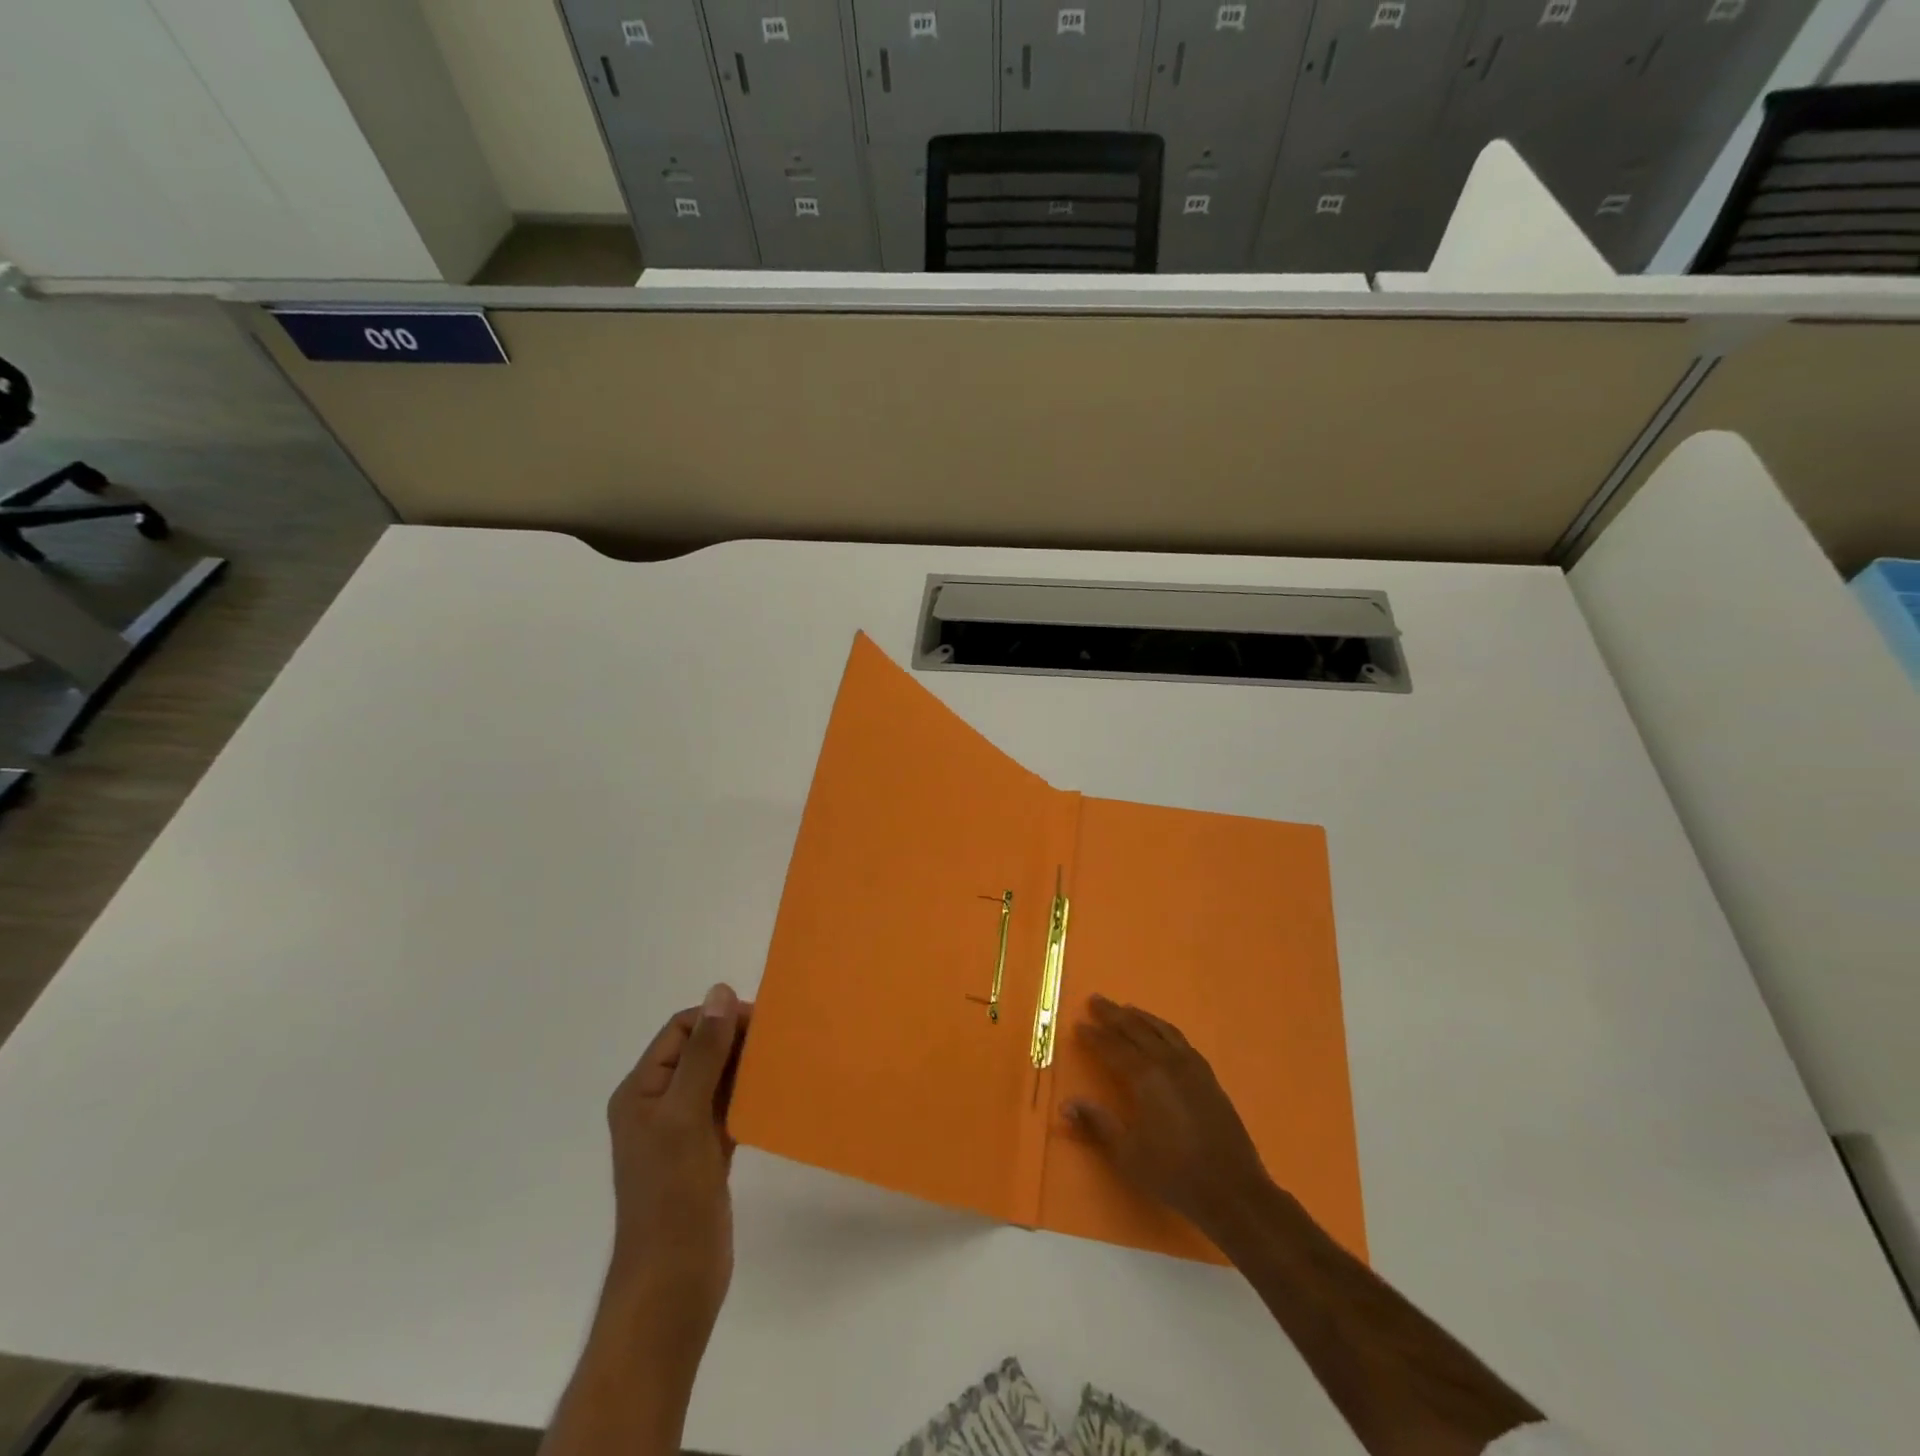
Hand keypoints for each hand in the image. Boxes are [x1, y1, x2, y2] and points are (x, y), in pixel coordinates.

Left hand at [603, 983, 750, 1350]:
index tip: (761, 1023)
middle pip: (700, 1052)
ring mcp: (682, 1132)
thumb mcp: (686, 1116)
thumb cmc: (672, 1197)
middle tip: (780, 1041)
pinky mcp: (704, 1154)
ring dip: (746, 1067)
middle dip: (735, 1040)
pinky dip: (750, 1097)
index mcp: (642, 1090)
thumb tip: (719, 991)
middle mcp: (658, 1104)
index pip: (681, 1030)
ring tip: (785, 1061)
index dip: (718, 1019)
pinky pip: (729, 1109)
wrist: (671, 1286)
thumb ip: (703, 1054)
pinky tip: (777, 1094)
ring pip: (717, 1080)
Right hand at [1064, 994, 1271, 1243]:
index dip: (1094, 1036)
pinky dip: (1164, 1029)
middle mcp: (1168, 1063)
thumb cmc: (1173, 1173)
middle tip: (1096, 999)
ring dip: (1140, 1017)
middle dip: (1113, 1014)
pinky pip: (1181, 1040)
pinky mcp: (1209, 1077)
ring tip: (1125, 1008)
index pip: (1112, 1048)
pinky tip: (1162, 1033)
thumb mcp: (1128, 1153)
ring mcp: (1192, 1067)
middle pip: (1136, 1030)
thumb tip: (1065, 1104)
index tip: (1079, 1024)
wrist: (1232, 1189)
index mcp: (1145, 1078)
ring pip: (1161, 1030)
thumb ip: (1097, 1123)